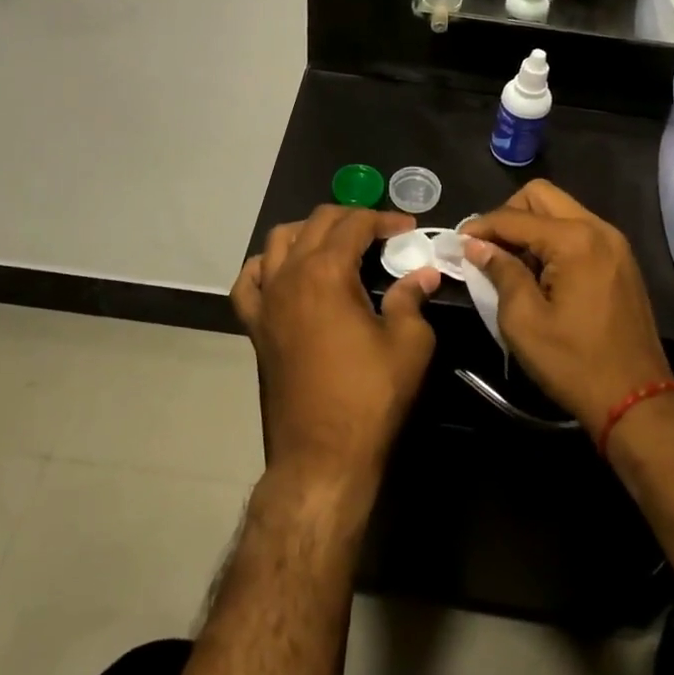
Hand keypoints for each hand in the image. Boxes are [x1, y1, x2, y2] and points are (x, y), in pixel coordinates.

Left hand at [231, 206, 439, 495]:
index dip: (384, 219)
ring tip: (336, 246)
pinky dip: (267, 266)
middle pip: (316, 222)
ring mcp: (266, 300)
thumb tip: (423, 274)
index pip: (354, 224)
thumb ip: (412, 298)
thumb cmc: (369, 397)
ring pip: (279, 241)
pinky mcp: (255, 326)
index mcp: (326, 272)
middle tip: (381, 234)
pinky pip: (249, 280)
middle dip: (352, 218)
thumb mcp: (409, 344)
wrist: (322, 456)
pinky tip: (285, 273)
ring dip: (309, 232)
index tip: (408, 229)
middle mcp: (289, 275)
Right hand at [461, 180, 673, 426]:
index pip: (514, 217)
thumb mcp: (523, 321)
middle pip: (541, 196)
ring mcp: (614, 243)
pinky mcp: (620, 260)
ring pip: (561, 210)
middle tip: (488, 248)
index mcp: (574, 240)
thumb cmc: (574, 363)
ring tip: (510, 262)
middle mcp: (598, 229)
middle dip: (508, 215)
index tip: (457, 243)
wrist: (637, 400)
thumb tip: (477, 246)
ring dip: (530, 227)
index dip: (481, 226)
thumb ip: (500, 272)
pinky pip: (578, 230)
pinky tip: (539, 272)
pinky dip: (552, 239)